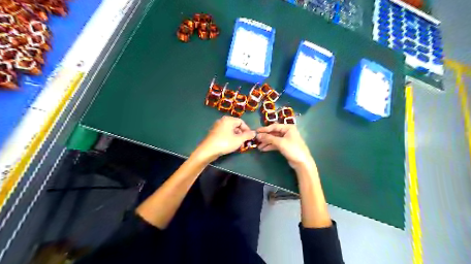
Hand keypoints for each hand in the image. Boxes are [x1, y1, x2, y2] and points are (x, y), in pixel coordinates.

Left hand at [193, 115, 255, 161]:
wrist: (208, 150)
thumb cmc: (225, 143)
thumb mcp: (238, 140)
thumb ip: (247, 135)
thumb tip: (254, 133)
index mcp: (228, 120)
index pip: (241, 122)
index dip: (247, 129)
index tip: (250, 137)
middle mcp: (222, 121)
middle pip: (236, 126)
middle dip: (242, 135)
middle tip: (245, 143)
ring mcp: (217, 127)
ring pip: (231, 131)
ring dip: (237, 138)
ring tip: (239, 146)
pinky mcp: (214, 133)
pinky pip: (225, 134)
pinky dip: (230, 138)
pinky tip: (232, 146)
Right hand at [256, 123, 313, 170]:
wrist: (302, 162)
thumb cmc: (292, 149)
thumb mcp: (280, 142)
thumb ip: (268, 138)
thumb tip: (258, 135)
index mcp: (288, 128)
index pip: (274, 127)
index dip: (265, 129)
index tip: (256, 131)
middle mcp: (287, 132)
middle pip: (273, 133)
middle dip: (265, 137)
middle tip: (256, 139)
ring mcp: (286, 139)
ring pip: (274, 139)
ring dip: (266, 142)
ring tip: (258, 146)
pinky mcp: (285, 146)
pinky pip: (275, 144)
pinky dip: (270, 146)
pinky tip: (263, 149)